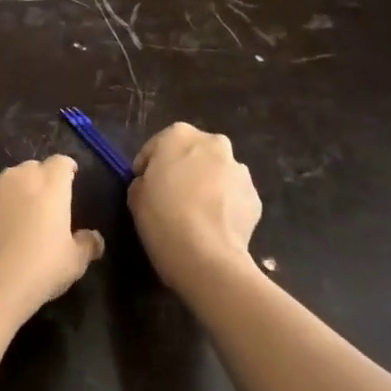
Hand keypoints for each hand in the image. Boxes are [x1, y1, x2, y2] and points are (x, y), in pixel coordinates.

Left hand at [0, 155, 103, 322]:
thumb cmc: (39, 267)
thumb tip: (94, 238)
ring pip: (12, 182)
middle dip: (44, 179)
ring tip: (29, 215)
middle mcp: (20, 178)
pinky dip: (3, 208)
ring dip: (22, 192)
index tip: (73, 178)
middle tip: (52, 201)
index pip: (61, 162)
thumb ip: (87, 244)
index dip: (68, 169)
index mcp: (50, 183)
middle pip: (35, 168)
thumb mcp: (74, 261)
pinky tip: (7, 231)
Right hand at [129, 123, 261, 283]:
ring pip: (217, 173)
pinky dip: (224, 205)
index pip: (157, 146)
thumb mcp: (135, 196)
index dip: (148, 166)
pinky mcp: (255, 196)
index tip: (144, 186)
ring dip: (207, 185)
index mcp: (179, 135)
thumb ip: (144, 180)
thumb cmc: (162, 218)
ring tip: (196, 215)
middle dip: (183, 169)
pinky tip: (213, 226)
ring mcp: (239, 169)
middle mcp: (213, 143)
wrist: (206, 255)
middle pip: (193, 153)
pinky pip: (233, 196)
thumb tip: (154, 184)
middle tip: (171, 196)